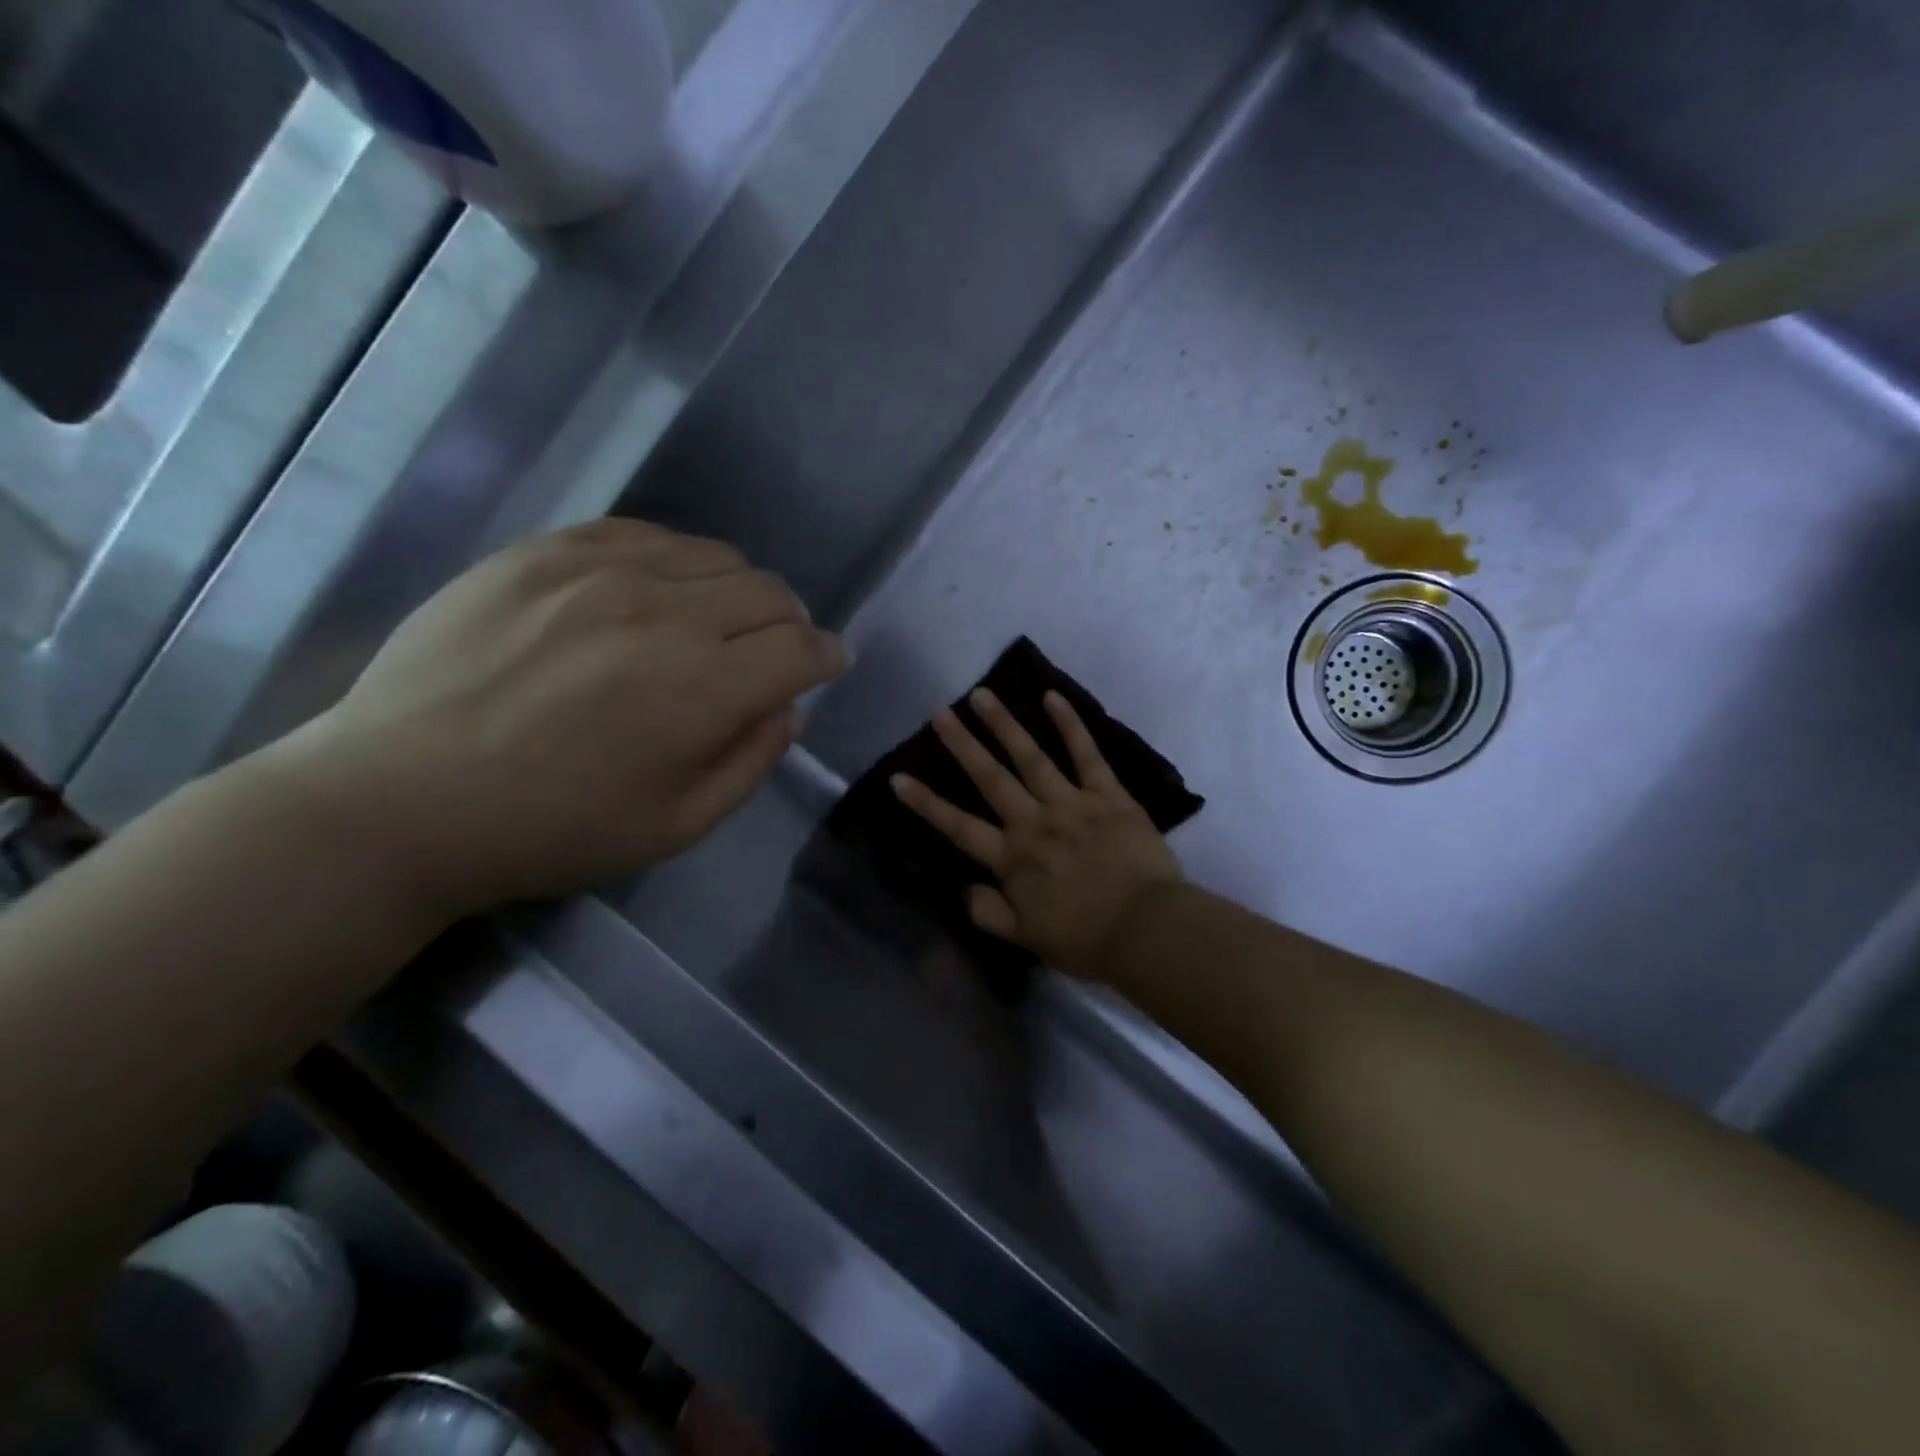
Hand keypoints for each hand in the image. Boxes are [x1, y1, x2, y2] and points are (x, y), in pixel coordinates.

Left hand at [262, 519, 849, 916]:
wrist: (400, 800)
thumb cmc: (552, 830)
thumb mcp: (676, 827)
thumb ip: (751, 762)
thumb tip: (787, 709)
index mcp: (704, 689)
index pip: (802, 649)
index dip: (827, 656)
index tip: (827, 665)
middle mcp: (666, 613)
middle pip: (769, 592)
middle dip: (790, 623)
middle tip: (774, 650)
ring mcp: (600, 571)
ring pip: (715, 554)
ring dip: (737, 589)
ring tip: (715, 621)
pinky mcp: (545, 551)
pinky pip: (644, 534)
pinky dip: (675, 561)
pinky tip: (656, 591)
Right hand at [890, 688, 1183, 979]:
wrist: (1146, 930)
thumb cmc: (1086, 939)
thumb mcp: (1026, 939)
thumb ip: (989, 913)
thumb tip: (965, 888)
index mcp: (1012, 859)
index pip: (959, 827)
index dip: (927, 803)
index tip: (898, 777)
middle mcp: (1034, 823)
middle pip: (991, 778)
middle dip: (962, 745)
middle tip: (940, 713)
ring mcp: (1071, 804)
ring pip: (1031, 757)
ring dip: (1004, 725)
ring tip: (982, 695)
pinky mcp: (1108, 795)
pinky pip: (1087, 754)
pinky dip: (1070, 725)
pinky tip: (1052, 697)